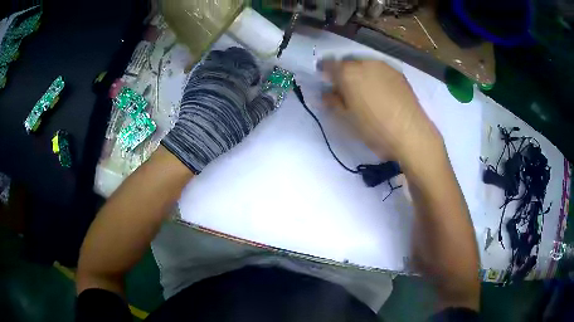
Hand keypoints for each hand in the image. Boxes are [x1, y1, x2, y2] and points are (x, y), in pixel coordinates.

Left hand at [161, 47, 274, 173]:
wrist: (195, 136)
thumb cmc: (225, 128)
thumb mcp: (249, 121)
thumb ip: (263, 106)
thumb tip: (275, 94)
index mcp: (238, 79)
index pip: (250, 66)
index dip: (254, 73)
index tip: (254, 83)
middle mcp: (222, 71)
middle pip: (235, 55)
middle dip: (242, 60)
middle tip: (243, 72)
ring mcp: (206, 73)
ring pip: (218, 55)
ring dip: (225, 59)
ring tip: (227, 71)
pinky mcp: (193, 79)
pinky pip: (204, 63)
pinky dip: (211, 65)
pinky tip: (213, 75)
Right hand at [320, 59, 442, 170]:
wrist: (411, 133)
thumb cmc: (374, 128)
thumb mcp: (347, 119)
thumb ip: (333, 102)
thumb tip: (326, 94)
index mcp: (347, 73)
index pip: (328, 64)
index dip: (323, 72)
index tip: (325, 82)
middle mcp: (365, 63)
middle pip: (347, 62)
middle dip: (343, 73)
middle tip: (345, 90)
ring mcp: (384, 66)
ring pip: (365, 65)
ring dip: (360, 74)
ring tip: (365, 92)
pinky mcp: (398, 73)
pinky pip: (380, 70)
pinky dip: (375, 77)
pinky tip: (381, 93)